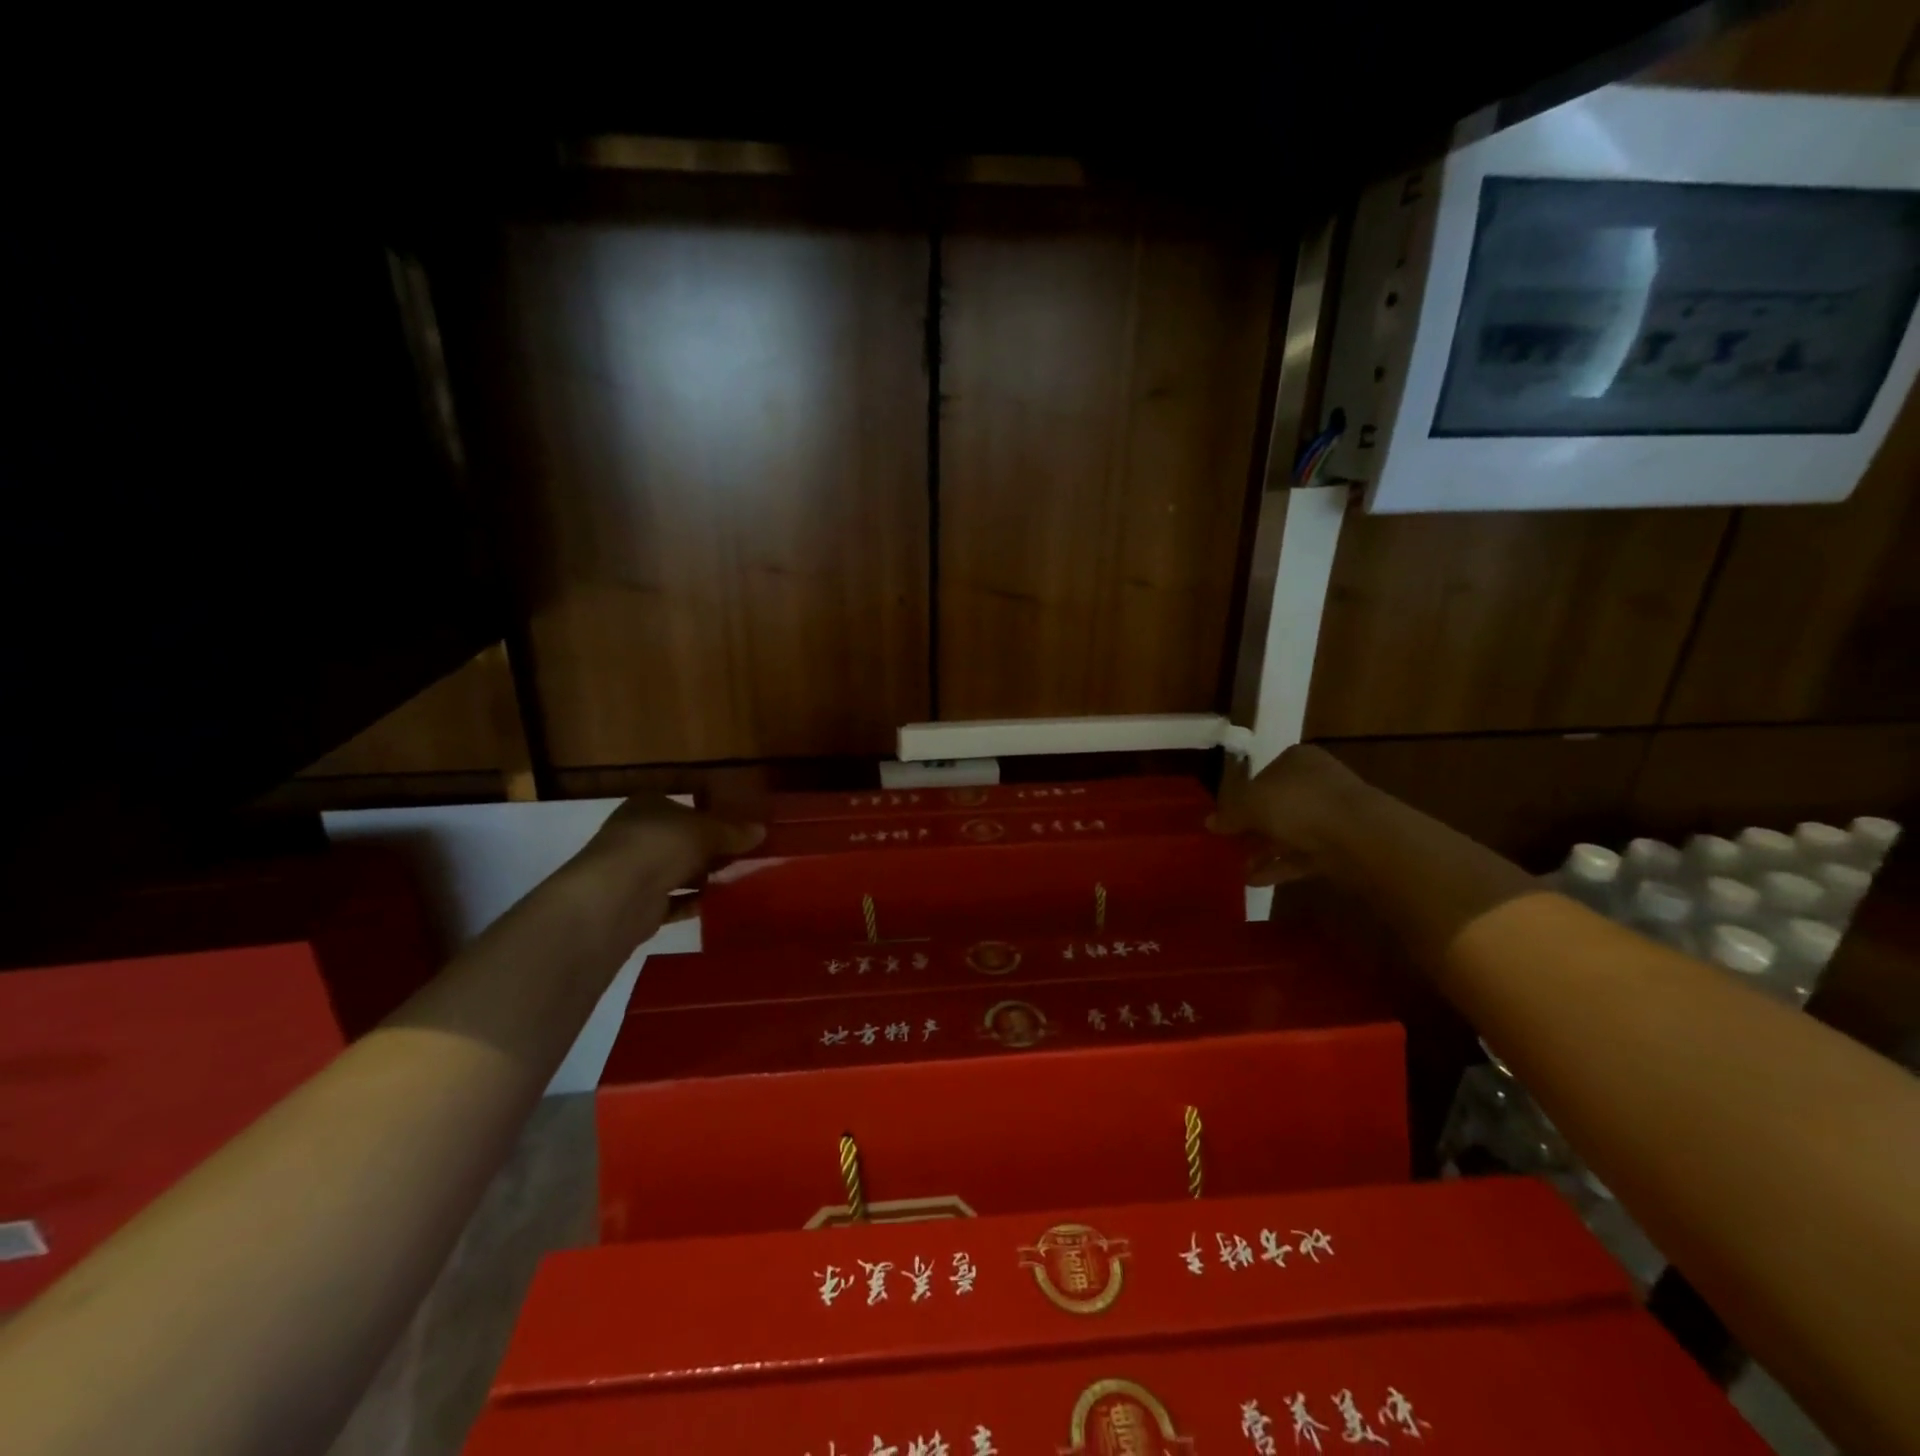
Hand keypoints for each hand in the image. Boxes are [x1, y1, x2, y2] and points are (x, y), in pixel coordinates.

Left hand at [577, 796, 765, 929]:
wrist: (617, 895)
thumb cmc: (661, 844)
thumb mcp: (707, 831)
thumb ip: (733, 832)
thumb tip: (762, 831)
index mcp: (647, 806)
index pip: (684, 806)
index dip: (711, 816)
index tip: (739, 827)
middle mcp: (637, 835)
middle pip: (682, 841)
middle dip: (712, 849)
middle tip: (748, 855)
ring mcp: (635, 871)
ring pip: (679, 871)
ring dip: (706, 877)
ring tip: (742, 879)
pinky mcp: (639, 905)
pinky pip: (675, 901)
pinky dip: (696, 902)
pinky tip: (723, 904)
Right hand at [1206, 745, 1361, 885]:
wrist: (1360, 836)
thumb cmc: (1300, 804)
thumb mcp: (1251, 803)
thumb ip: (1229, 813)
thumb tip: (1209, 823)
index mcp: (1297, 761)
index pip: (1262, 775)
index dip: (1241, 797)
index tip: (1224, 819)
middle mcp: (1316, 783)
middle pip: (1276, 805)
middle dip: (1251, 828)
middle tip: (1227, 846)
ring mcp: (1331, 815)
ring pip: (1289, 832)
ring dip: (1263, 850)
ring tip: (1235, 868)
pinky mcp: (1341, 846)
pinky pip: (1302, 855)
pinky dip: (1279, 866)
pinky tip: (1253, 881)